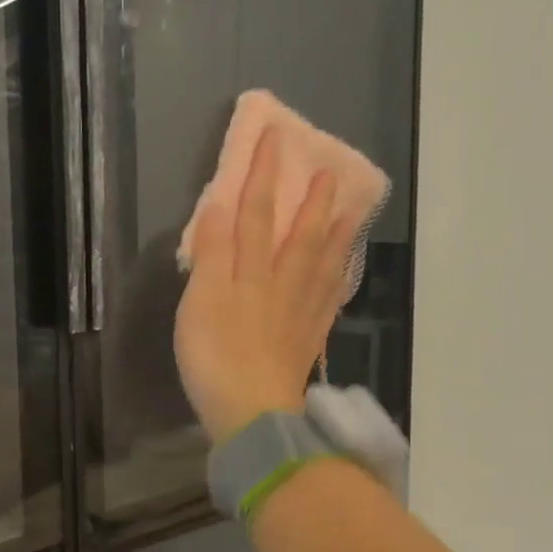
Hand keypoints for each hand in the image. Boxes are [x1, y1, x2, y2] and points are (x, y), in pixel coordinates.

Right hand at [174, 128, 353, 442]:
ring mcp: (301, 314)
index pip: (259, 213)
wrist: (251, 413)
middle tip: (331, 171)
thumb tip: (222, 203)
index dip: (265, 175)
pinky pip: (329, 300)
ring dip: (336, 234)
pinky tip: (341, 273)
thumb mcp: (201, 300)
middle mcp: (283, 285)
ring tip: (351, 211)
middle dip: (312, 201)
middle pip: (301, 236)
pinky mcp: (307, 341)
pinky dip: (337, 279)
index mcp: (252, 272)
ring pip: (323, 265)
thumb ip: (212, 252)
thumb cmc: (216, 356)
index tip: (276, 138)